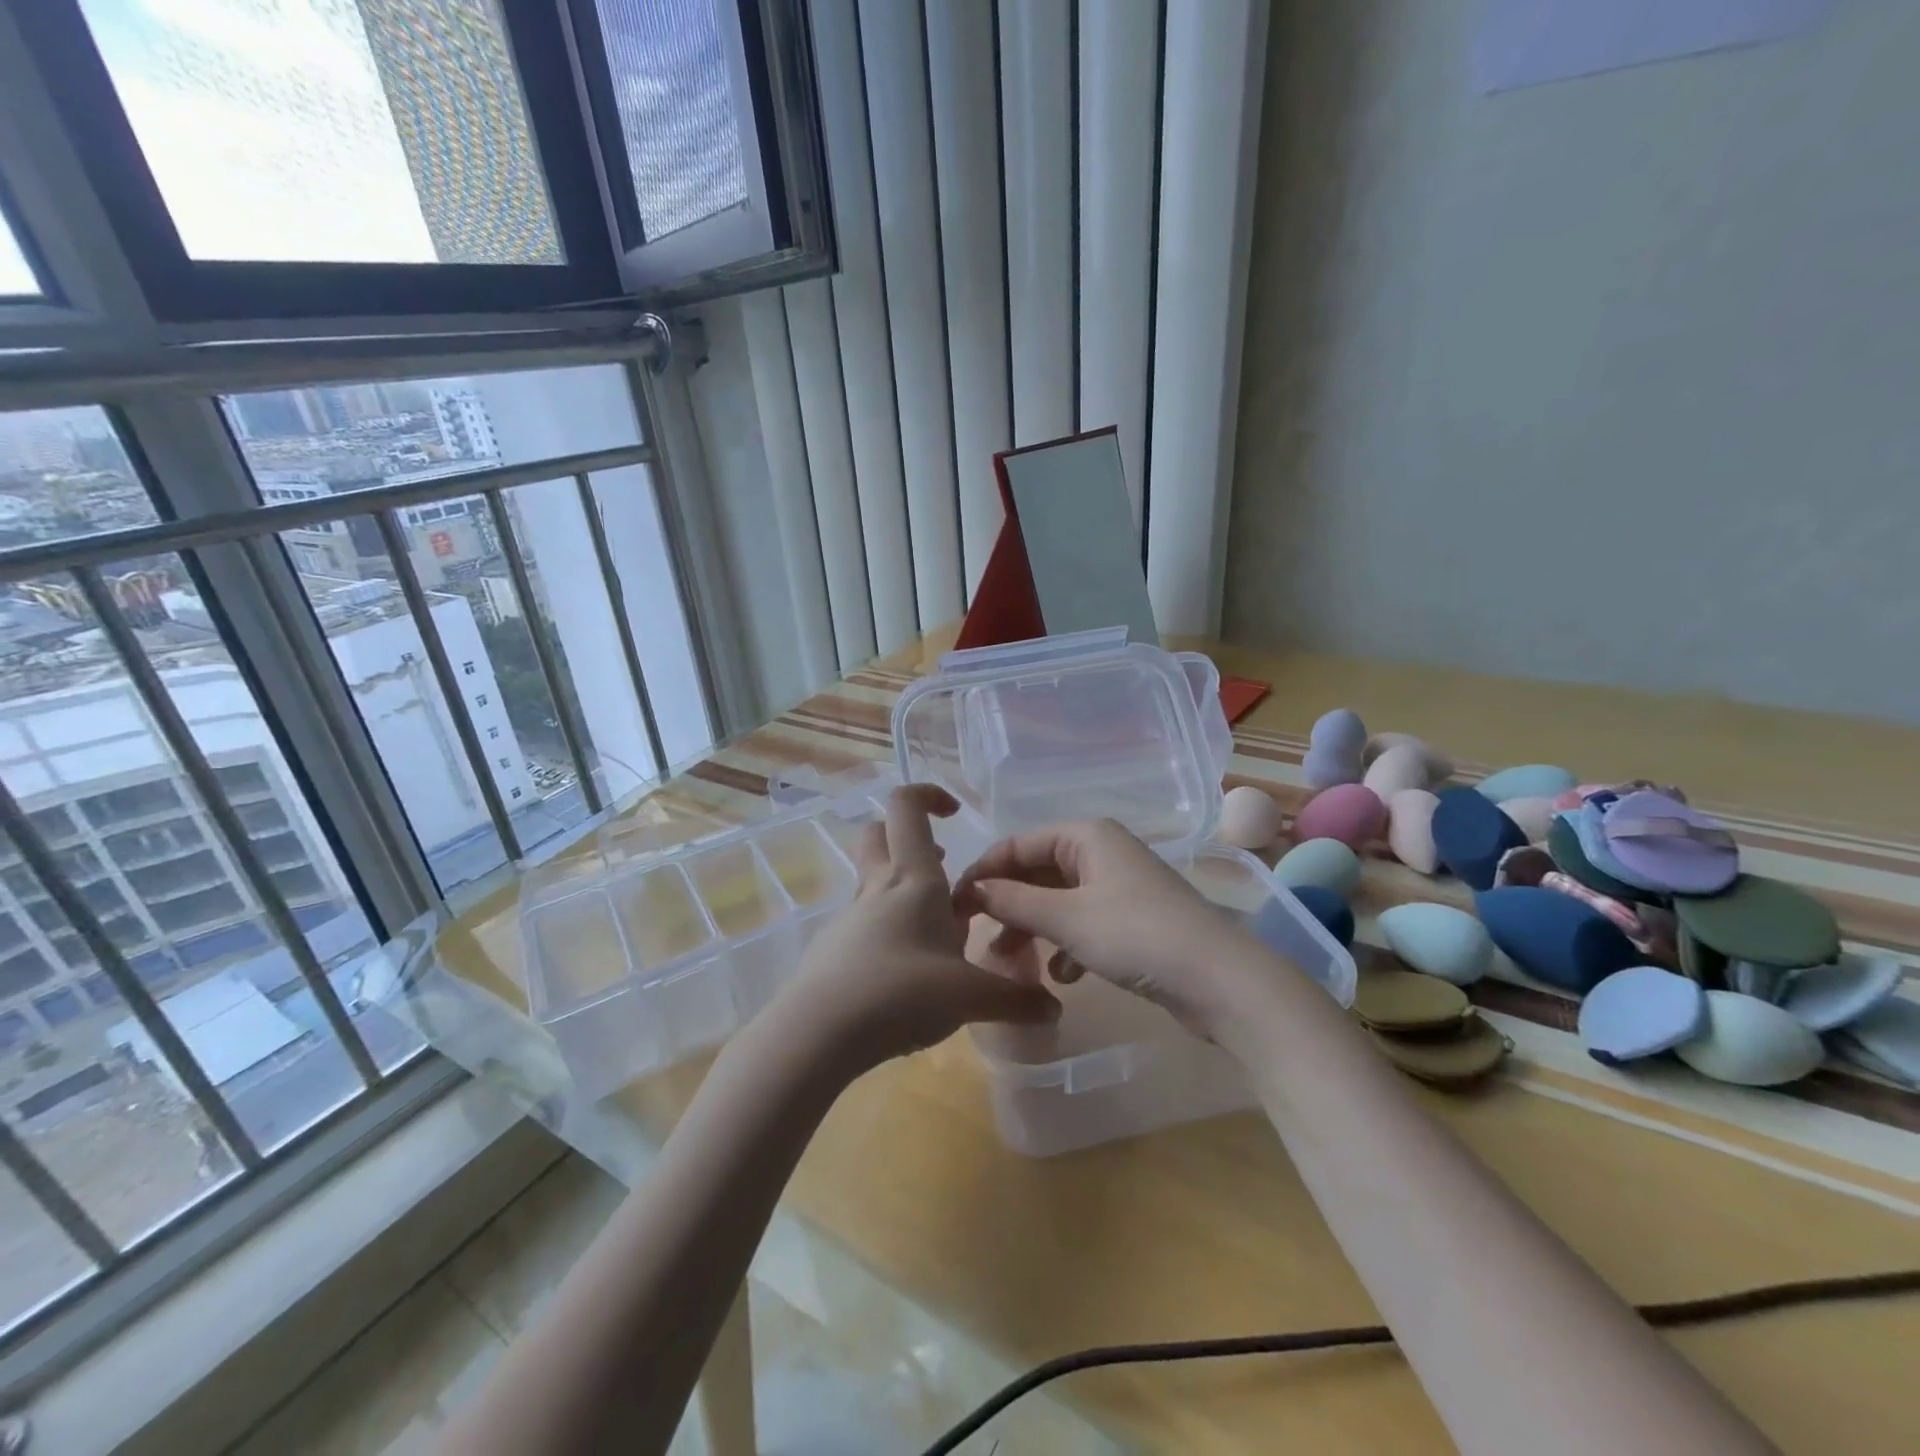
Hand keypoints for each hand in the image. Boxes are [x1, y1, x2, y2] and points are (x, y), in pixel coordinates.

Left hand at [781, 785, 1059, 1070]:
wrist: (817, 1034)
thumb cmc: (900, 993)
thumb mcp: (969, 998)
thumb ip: (1015, 1000)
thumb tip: (1053, 1008)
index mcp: (911, 878)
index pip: (906, 807)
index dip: (928, 795)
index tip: (954, 813)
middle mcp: (876, 887)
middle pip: (878, 834)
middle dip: (908, 838)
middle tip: (941, 866)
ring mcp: (849, 918)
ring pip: (873, 882)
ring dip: (903, 890)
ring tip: (938, 934)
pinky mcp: (832, 949)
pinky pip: (864, 923)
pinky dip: (888, 931)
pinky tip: (907, 974)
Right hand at [953, 819, 1264, 1037]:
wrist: (1220, 980)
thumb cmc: (1136, 935)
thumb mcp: (1065, 917)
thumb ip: (1013, 900)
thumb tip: (970, 888)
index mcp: (1086, 834)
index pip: (1017, 844)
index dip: (983, 873)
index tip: (954, 907)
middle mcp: (1102, 851)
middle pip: (1038, 871)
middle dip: (1008, 905)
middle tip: (979, 939)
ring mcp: (1120, 886)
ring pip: (1059, 901)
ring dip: (1034, 929)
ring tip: (1013, 964)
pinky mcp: (1134, 920)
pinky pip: (1084, 923)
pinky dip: (1067, 945)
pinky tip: (1063, 976)